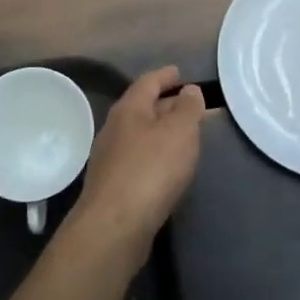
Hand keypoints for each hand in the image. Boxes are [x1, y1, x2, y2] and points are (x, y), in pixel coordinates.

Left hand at [70, 66, 205, 254]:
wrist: (115, 226)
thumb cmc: (151, 170)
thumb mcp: (180, 132)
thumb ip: (188, 108)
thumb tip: (189, 90)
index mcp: (128, 109)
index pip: (148, 82)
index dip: (165, 76)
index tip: (179, 73)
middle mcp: (114, 129)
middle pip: (141, 107)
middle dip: (164, 104)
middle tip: (188, 105)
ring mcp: (109, 158)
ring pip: (139, 134)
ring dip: (159, 131)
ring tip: (182, 136)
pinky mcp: (112, 185)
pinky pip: (137, 159)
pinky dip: (154, 154)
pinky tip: (166, 167)